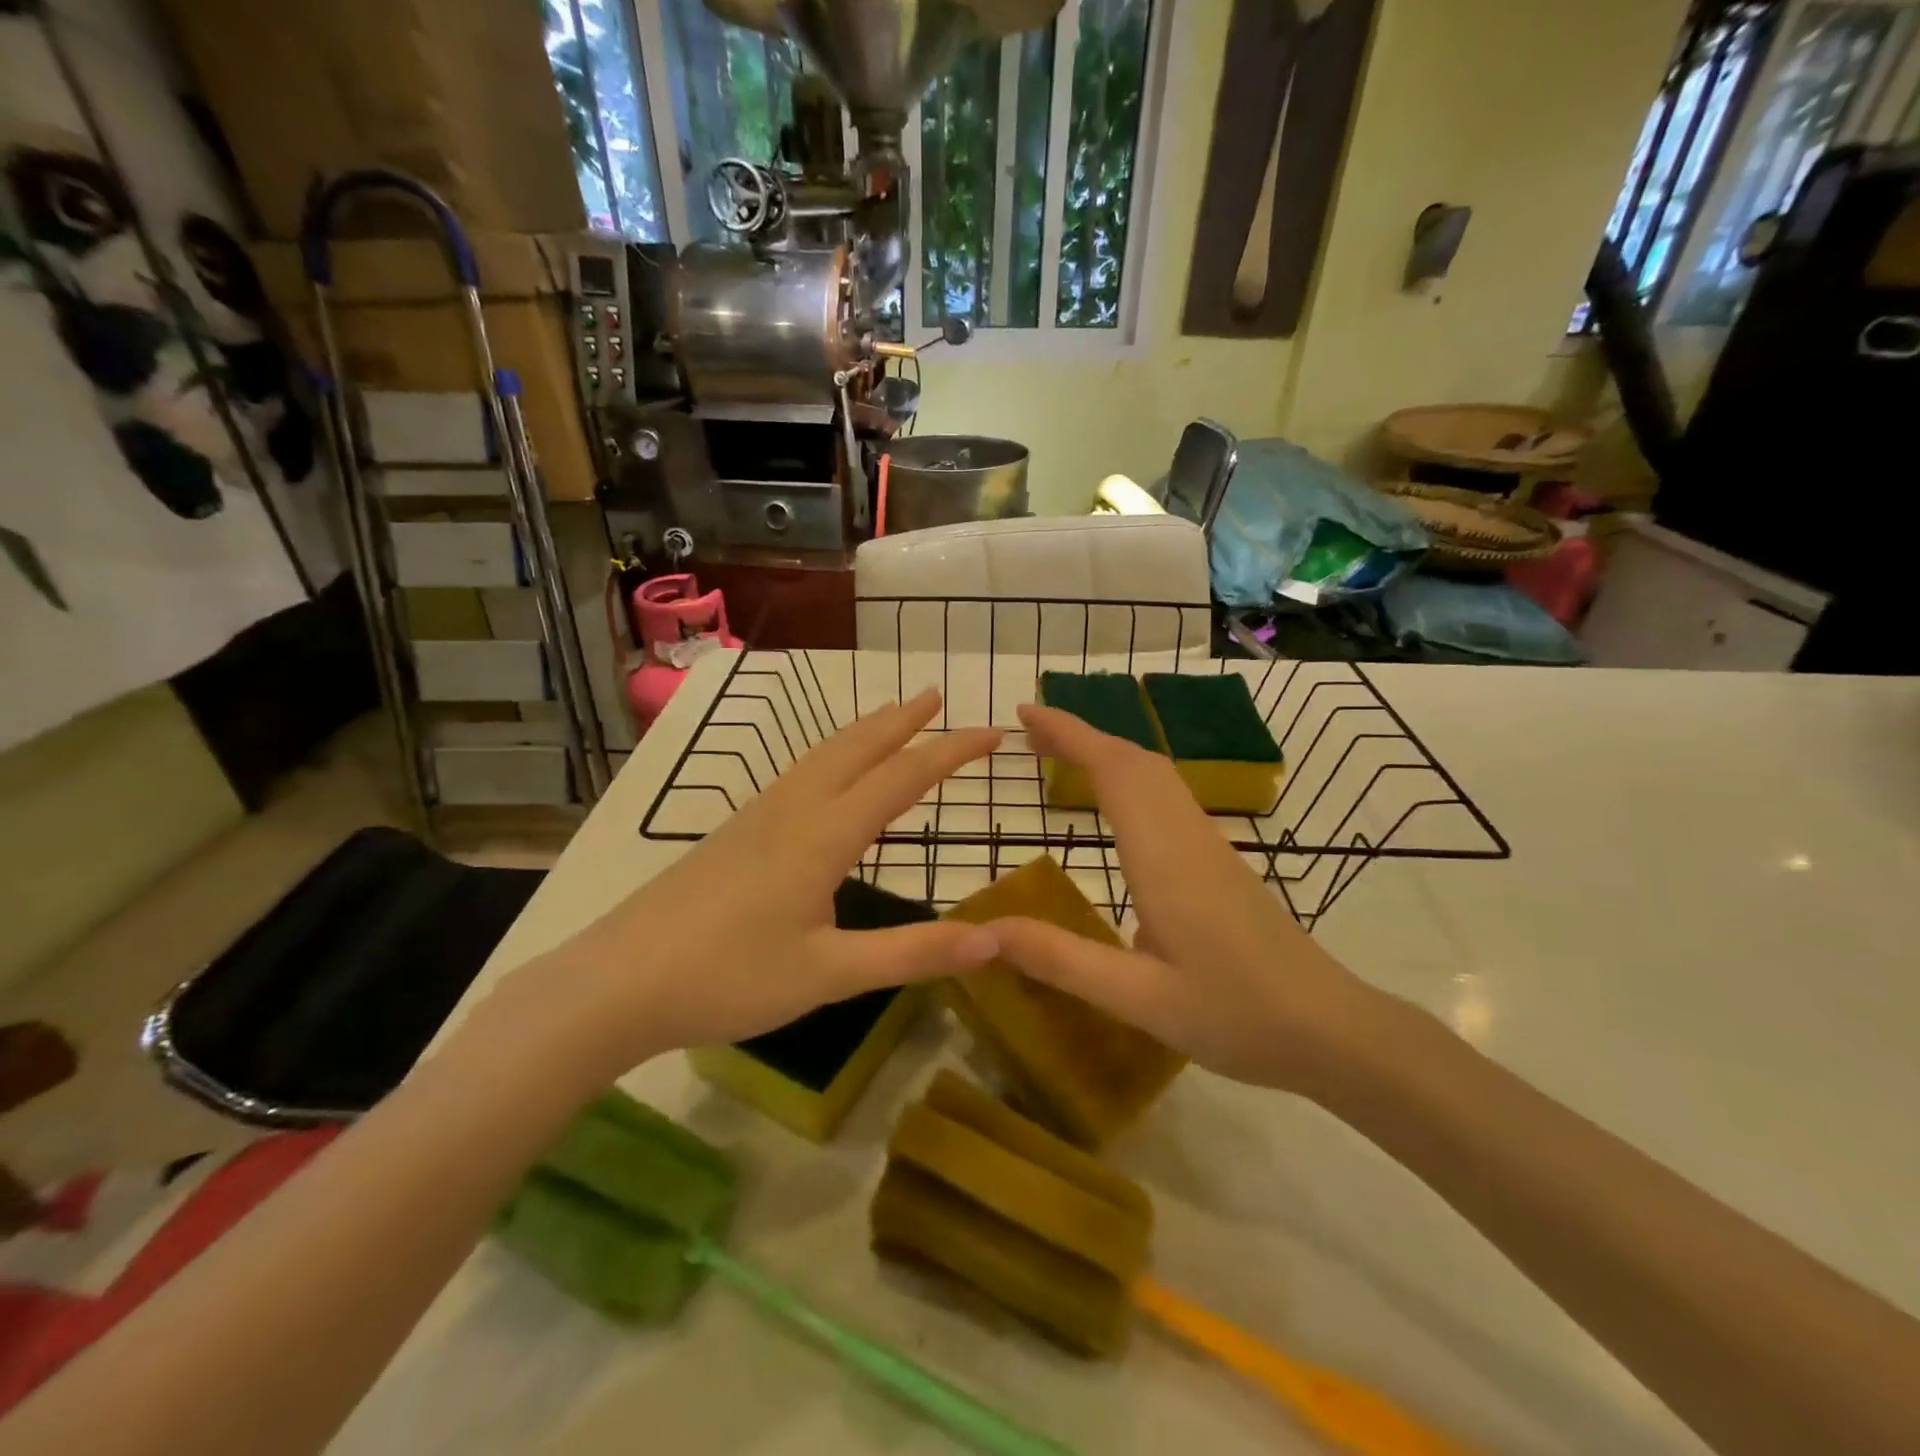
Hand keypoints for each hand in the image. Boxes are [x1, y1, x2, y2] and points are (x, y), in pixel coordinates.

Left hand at [497, 692, 1003, 1081]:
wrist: (617, 982)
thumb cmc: (728, 977)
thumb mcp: (830, 974)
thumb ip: (914, 953)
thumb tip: (995, 939)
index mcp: (824, 834)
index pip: (903, 777)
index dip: (952, 752)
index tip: (993, 733)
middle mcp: (794, 809)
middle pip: (857, 747)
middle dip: (903, 720)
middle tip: (936, 696)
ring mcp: (758, 815)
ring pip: (822, 754)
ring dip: (864, 731)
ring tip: (891, 717)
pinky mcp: (735, 831)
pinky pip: (799, 772)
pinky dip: (832, 753)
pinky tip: (826, 772)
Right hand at [989, 703, 1373, 1092]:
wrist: (1331, 1031)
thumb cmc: (1235, 1014)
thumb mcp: (1138, 999)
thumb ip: (1060, 960)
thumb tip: (984, 931)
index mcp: (1163, 857)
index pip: (1113, 770)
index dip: (1068, 733)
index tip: (1026, 714)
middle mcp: (1187, 837)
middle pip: (1135, 760)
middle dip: (1082, 734)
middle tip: (1030, 732)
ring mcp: (1210, 846)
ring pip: (1156, 775)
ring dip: (1107, 753)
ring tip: (1061, 757)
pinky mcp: (1221, 862)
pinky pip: (1168, 797)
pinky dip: (1130, 778)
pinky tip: (1116, 807)